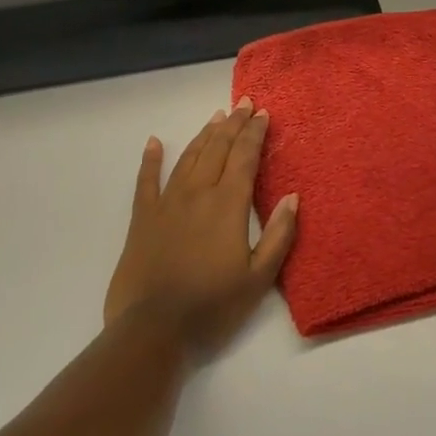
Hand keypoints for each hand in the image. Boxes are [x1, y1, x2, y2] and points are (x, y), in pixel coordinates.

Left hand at [105, 99, 298, 359]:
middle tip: (244, 104)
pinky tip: (153, 143)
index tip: (263, 113)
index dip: (255, 133)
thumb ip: (278, 235)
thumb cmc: (213, 307)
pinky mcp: (142, 220)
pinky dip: (150, 160)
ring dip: (204, 135)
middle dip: (233, 125)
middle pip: (217, 150)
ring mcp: (166, 204)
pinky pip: (145, 182)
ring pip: (187, 158)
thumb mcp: (259, 278)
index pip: (245, 159)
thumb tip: (293, 197)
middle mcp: (197, 194)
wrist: (153, 331)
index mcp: (227, 206)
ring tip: (216, 117)